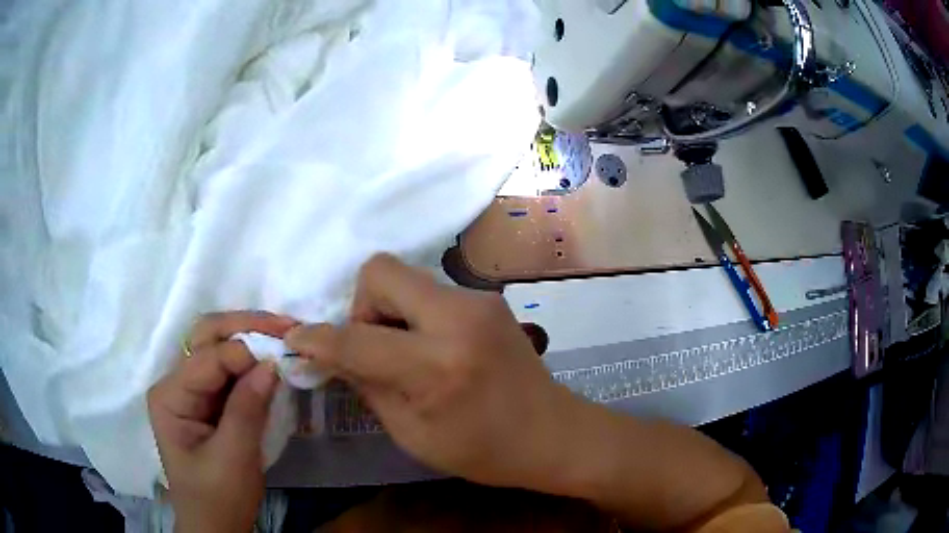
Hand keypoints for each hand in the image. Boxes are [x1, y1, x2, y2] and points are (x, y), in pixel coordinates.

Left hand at [148, 311, 296, 532]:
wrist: (215, 527)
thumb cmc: (218, 498)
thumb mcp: (233, 459)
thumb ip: (247, 409)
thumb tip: (272, 363)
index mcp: (170, 395)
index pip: (207, 358)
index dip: (244, 352)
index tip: (284, 352)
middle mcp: (175, 383)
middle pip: (206, 338)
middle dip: (245, 328)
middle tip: (286, 327)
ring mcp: (191, 390)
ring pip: (218, 347)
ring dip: (251, 339)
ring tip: (284, 336)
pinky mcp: (208, 400)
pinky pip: (229, 370)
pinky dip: (252, 362)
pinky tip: (272, 359)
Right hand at [285, 254, 578, 488]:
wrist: (554, 434)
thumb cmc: (483, 451)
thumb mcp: (412, 433)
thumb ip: (366, 384)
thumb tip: (328, 354)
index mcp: (438, 365)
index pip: (356, 338)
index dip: (317, 338)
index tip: (297, 340)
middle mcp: (459, 317)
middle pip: (381, 271)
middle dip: (361, 306)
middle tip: (371, 346)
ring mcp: (479, 301)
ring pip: (406, 279)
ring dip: (389, 312)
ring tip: (403, 353)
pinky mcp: (488, 299)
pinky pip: (430, 292)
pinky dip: (414, 314)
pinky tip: (429, 348)